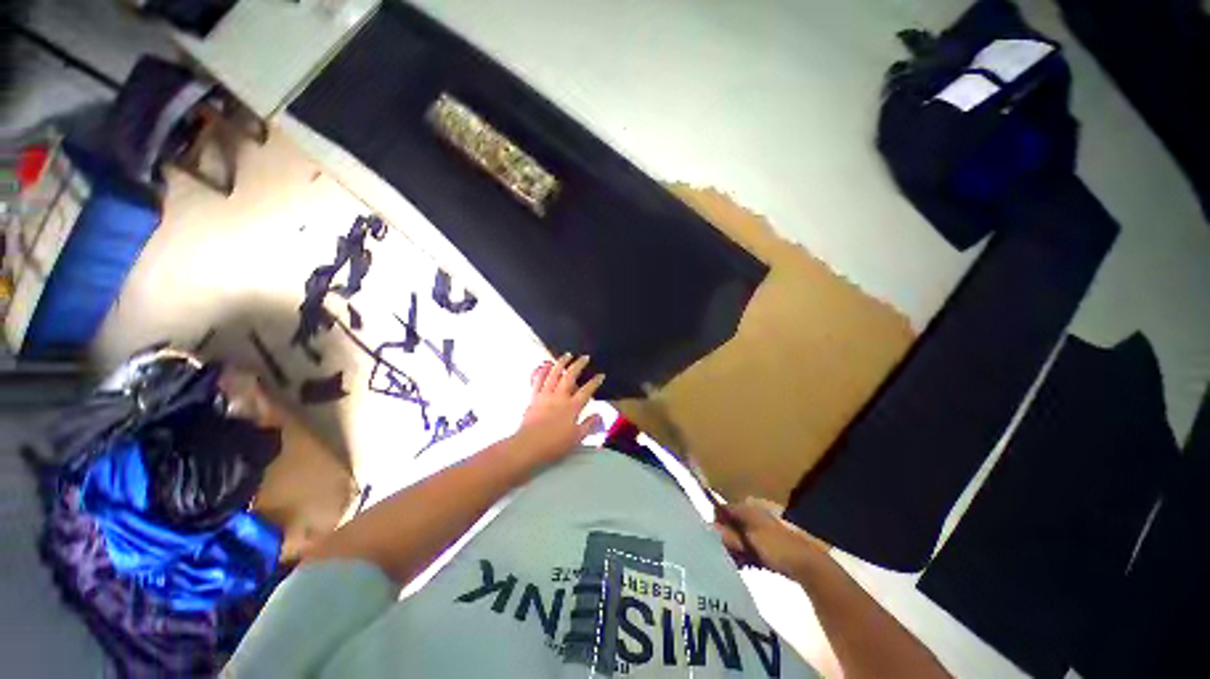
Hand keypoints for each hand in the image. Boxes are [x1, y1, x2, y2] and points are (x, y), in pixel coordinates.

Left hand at [516, 354, 605, 464]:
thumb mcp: (577, 438)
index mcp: (572, 406)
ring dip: (561, 362)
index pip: (587, 390)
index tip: (600, 375)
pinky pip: (538, 380)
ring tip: (566, 355)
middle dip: (579, 365)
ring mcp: (545, 395)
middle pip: (570, 376)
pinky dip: (542, 371)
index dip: (595, 382)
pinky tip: (545, 365)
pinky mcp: (534, 397)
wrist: (528, 445)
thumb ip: (589, 425)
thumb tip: (599, 415)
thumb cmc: (554, 444)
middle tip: (584, 357)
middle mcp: (559, 396)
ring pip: (554, 374)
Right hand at [713, 498, 830, 579]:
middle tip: (723, 551)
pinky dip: (745, 552)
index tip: (711, 537)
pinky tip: (746, 564)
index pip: (724, 508)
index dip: (716, 521)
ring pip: (740, 534)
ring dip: (735, 546)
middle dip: (725, 536)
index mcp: (749, 506)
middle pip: (731, 522)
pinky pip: (750, 544)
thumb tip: (710, 528)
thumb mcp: (749, 540)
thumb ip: (729, 534)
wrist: (807, 564)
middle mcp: (754, 512)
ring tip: (734, 560)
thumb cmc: (776, 547)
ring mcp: (762, 527)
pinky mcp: (768, 542)